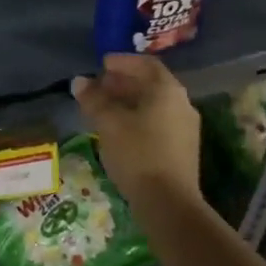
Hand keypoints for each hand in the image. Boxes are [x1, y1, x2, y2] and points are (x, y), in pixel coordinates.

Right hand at [71, 54, 200, 203]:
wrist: (169, 204)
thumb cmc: (137, 154)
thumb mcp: (108, 123)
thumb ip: (93, 99)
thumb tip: (79, 81)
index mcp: (167, 90)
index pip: (145, 64)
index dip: (122, 62)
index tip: (102, 64)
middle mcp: (182, 104)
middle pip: (151, 84)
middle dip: (123, 82)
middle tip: (99, 86)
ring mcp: (186, 128)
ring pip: (154, 105)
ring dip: (130, 101)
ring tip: (104, 108)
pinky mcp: (183, 149)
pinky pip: (158, 122)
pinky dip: (138, 118)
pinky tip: (119, 130)